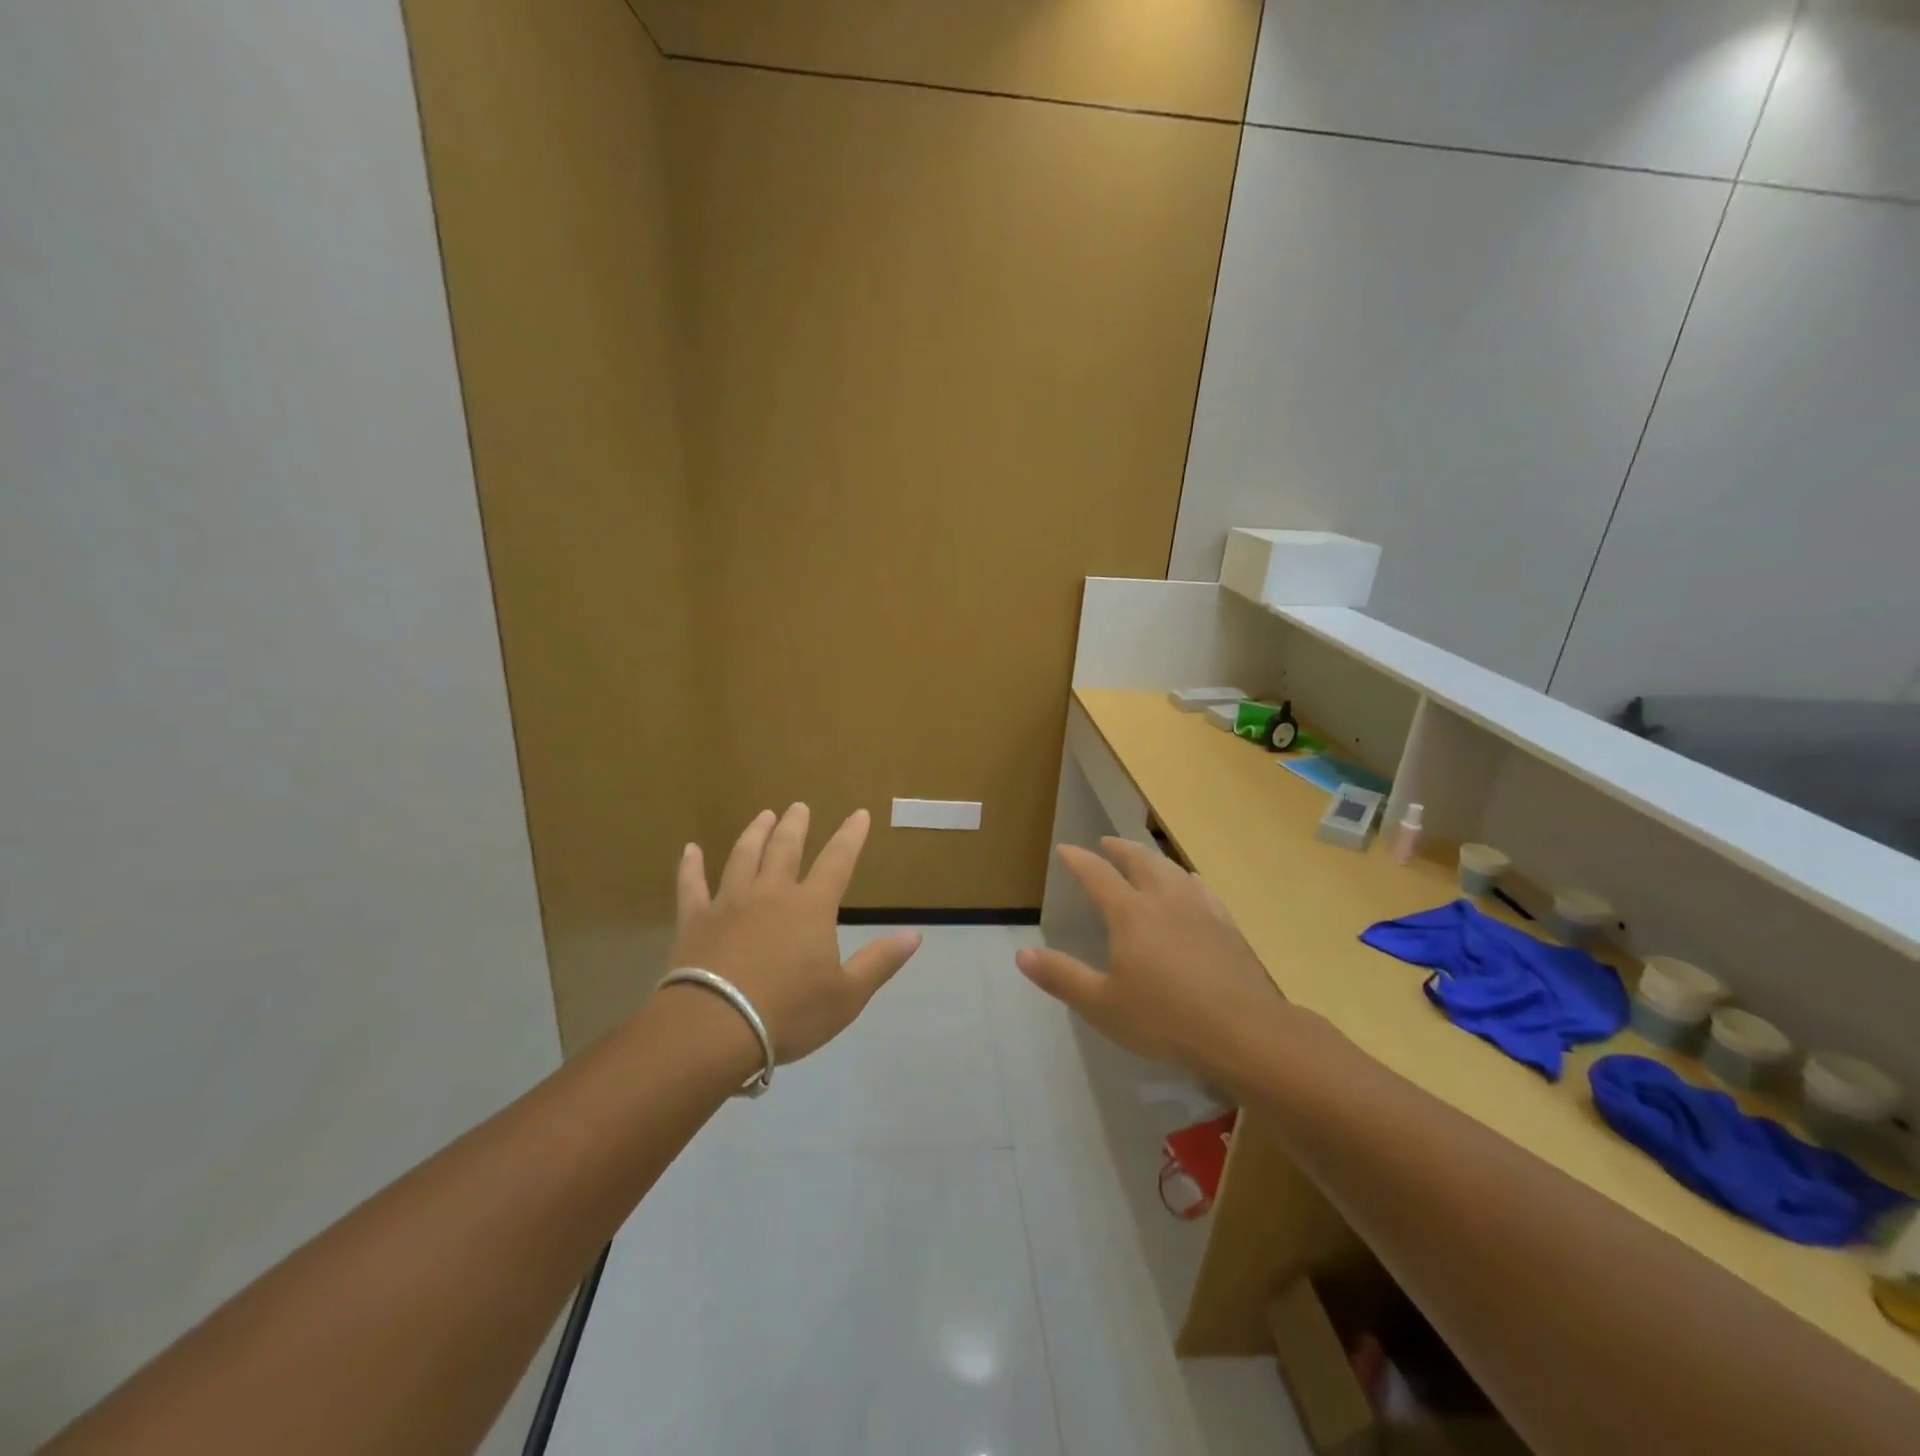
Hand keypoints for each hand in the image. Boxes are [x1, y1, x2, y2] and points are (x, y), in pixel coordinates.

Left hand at [667, 805, 920, 1063]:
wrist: (716, 1027)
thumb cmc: (789, 1012)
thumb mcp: (847, 995)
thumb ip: (880, 961)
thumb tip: (915, 934)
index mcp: (811, 907)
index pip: (837, 861)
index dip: (850, 836)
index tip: (859, 814)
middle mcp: (771, 893)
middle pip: (785, 849)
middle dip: (796, 825)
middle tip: (799, 806)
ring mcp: (729, 902)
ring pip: (743, 857)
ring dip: (755, 833)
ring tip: (763, 816)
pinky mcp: (695, 920)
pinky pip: (691, 885)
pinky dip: (690, 866)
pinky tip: (690, 850)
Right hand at [1015, 837, 1283, 1075]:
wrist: (1242, 1030)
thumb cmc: (1164, 1018)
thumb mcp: (1102, 1004)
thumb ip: (1062, 977)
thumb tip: (1022, 953)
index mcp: (1130, 914)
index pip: (1098, 875)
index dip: (1079, 860)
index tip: (1065, 849)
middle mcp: (1164, 900)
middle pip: (1140, 860)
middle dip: (1119, 848)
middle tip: (1107, 842)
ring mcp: (1200, 909)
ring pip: (1172, 869)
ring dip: (1152, 857)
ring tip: (1144, 857)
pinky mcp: (1227, 926)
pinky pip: (1202, 889)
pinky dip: (1187, 878)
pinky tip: (1192, 884)